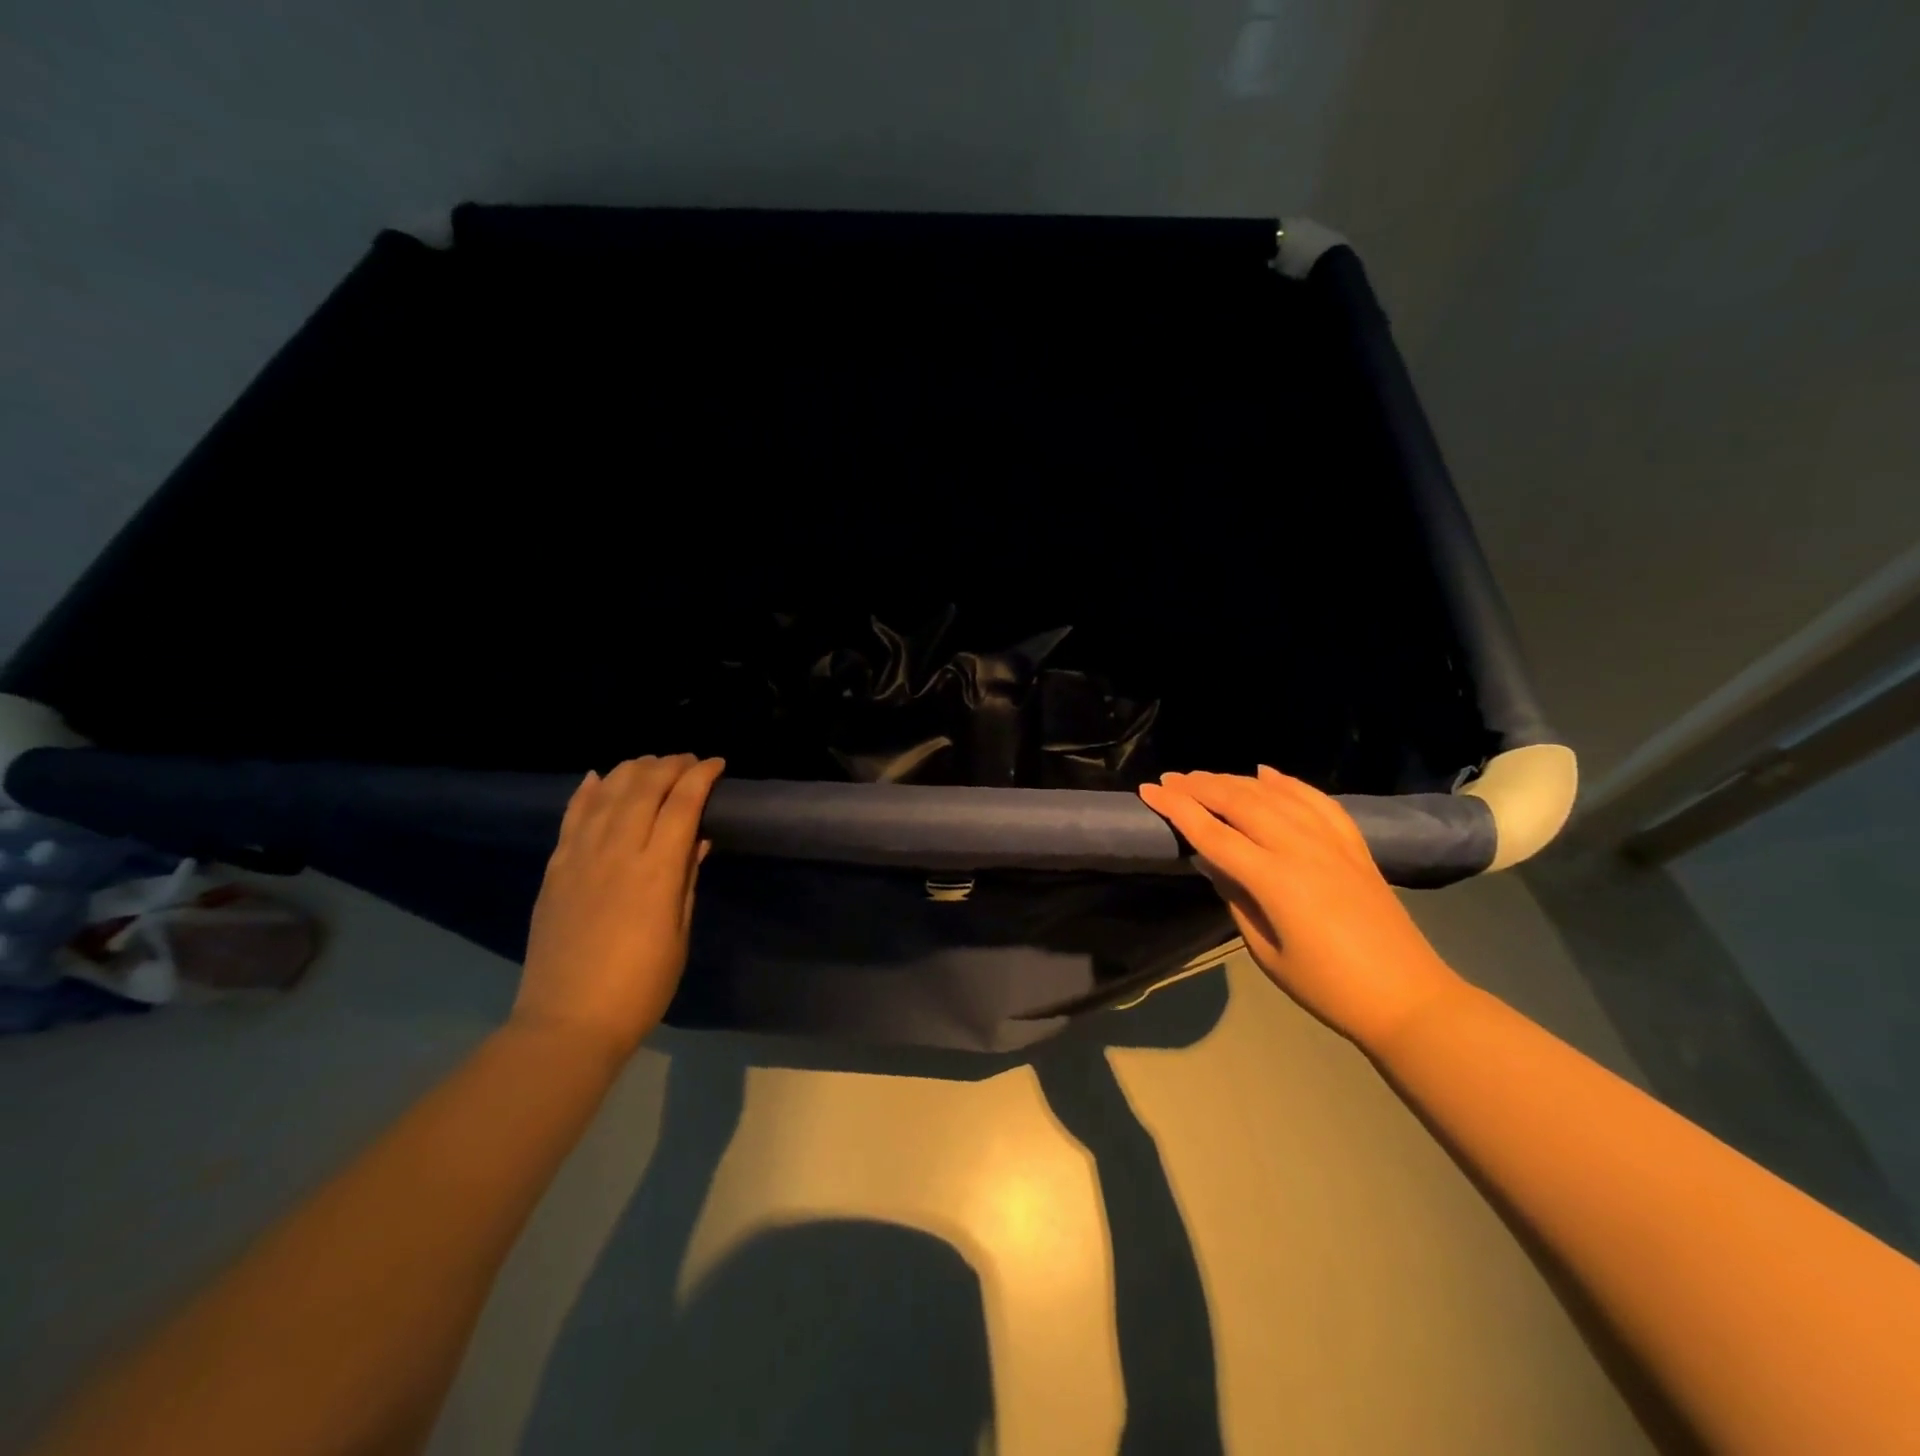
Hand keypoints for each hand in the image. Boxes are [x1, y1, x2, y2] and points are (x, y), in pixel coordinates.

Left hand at [513, 754, 725, 1061]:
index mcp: (656, 871)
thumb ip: (686, 879)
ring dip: (632, 770)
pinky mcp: (555, 869)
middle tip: (688, 760)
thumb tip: (697, 840)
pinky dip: (586, 791)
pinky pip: (571, 817)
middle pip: (644, 788)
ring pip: (606, 794)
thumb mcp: (679, 933)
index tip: (717, 764)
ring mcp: (580, 858)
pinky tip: (598, 777)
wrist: (568, 1021)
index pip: (682, 805)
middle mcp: (617, 852)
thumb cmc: (641, 985)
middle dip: (670, 765)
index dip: (701, 777)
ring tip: (651, 763)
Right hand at [1139, 766, 1464, 1050]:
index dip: (1177, 809)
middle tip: (1170, 779)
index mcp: (1275, 880)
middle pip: (1241, 803)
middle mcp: (1301, 848)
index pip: (1213, 833)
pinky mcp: (1353, 845)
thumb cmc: (1327, 987)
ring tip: (1205, 776)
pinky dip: (1287, 782)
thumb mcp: (1266, 952)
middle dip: (1201, 786)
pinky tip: (1266, 773)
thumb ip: (1236, 899)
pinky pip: (1316, 800)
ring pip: (1275, 795)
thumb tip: (1214, 862)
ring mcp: (1332, 842)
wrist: (1408, 997)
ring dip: (1235, 780)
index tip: (1149, 790)